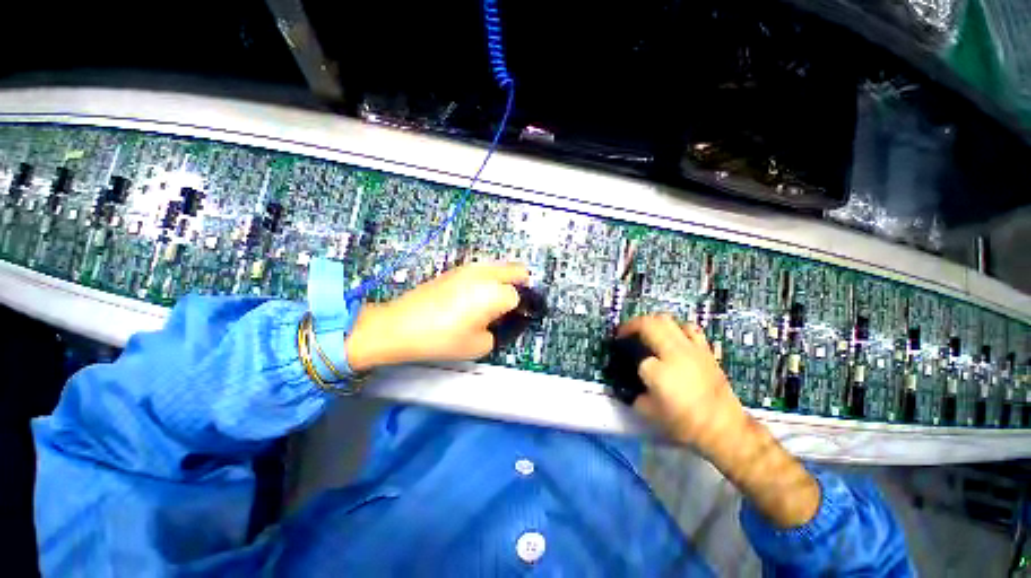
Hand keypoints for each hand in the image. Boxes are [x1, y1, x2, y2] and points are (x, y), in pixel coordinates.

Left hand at [345, 262, 528, 370]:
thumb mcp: (479, 345)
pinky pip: (482, 270)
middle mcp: (485, 274)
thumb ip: (497, 332)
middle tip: (510, 305)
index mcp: (495, 293)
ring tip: (491, 301)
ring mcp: (469, 268)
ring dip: (503, 280)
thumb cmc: (442, 338)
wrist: (401, 325)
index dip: (518, 309)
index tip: (511, 318)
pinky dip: (487, 279)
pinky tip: (473, 297)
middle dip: (520, 285)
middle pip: (517, 270)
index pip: (519, 296)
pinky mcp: (455, 269)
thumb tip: (497, 321)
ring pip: (499, 267)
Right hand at [617, 314, 746, 455]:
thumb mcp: (649, 413)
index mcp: (657, 371)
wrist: (724, 428)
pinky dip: (677, 328)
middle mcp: (673, 352)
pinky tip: (674, 338)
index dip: (629, 360)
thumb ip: (635, 395)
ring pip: (667, 320)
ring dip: (652, 323)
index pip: (637, 356)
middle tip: (625, 333)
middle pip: (649, 323)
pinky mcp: (705, 350)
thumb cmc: (685, 423)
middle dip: (632, 325)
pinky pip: (689, 328)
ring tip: (647, 332)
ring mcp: (691, 348)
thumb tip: (630, 386)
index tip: (626, 364)